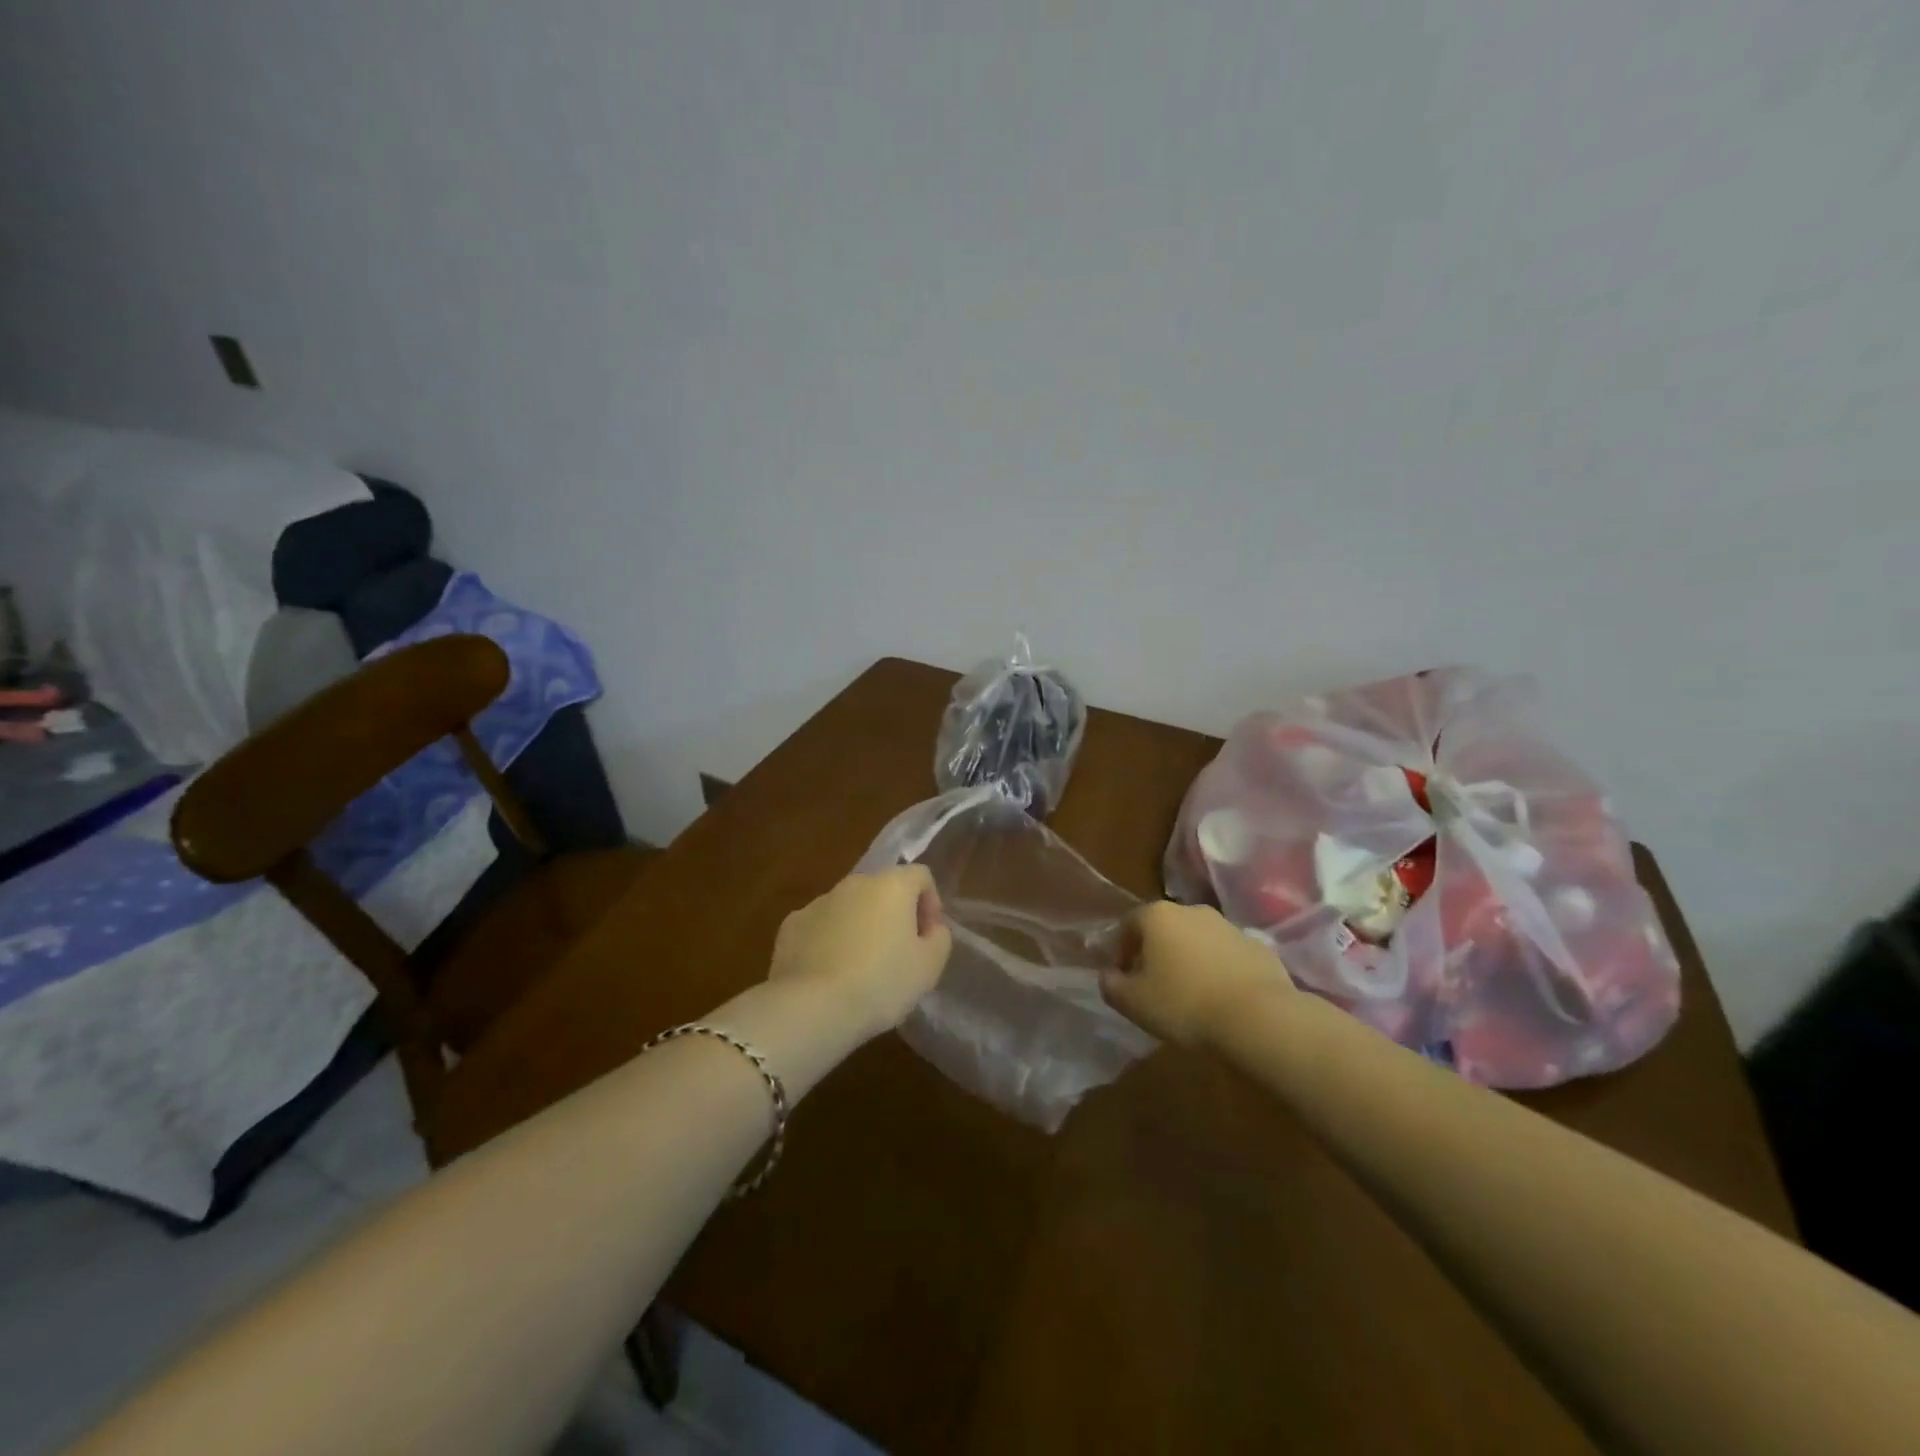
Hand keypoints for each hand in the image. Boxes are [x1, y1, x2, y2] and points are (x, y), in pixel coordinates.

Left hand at [768, 865, 953, 1040]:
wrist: (812, 1007)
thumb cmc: (881, 982)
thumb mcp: (929, 966)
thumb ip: (939, 938)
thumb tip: (930, 928)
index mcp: (891, 885)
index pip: (920, 876)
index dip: (930, 903)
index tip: (928, 937)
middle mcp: (854, 883)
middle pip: (883, 889)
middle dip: (894, 915)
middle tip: (898, 954)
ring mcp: (818, 902)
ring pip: (849, 907)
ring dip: (860, 927)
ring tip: (861, 969)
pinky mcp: (791, 926)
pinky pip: (820, 926)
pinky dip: (829, 941)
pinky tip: (830, 974)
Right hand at [1101, 901, 1293, 1047]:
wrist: (1258, 1018)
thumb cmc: (1184, 1004)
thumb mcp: (1133, 1003)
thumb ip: (1111, 985)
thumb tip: (1108, 976)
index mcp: (1157, 916)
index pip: (1127, 925)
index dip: (1119, 951)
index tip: (1121, 979)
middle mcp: (1192, 911)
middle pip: (1164, 928)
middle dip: (1155, 952)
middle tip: (1153, 986)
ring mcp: (1228, 926)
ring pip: (1197, 940)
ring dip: (1189, 959)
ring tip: (1189, 995)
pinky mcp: (1258, 947)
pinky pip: (1227, 956)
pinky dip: (1219, 970)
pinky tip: (1221, 999)